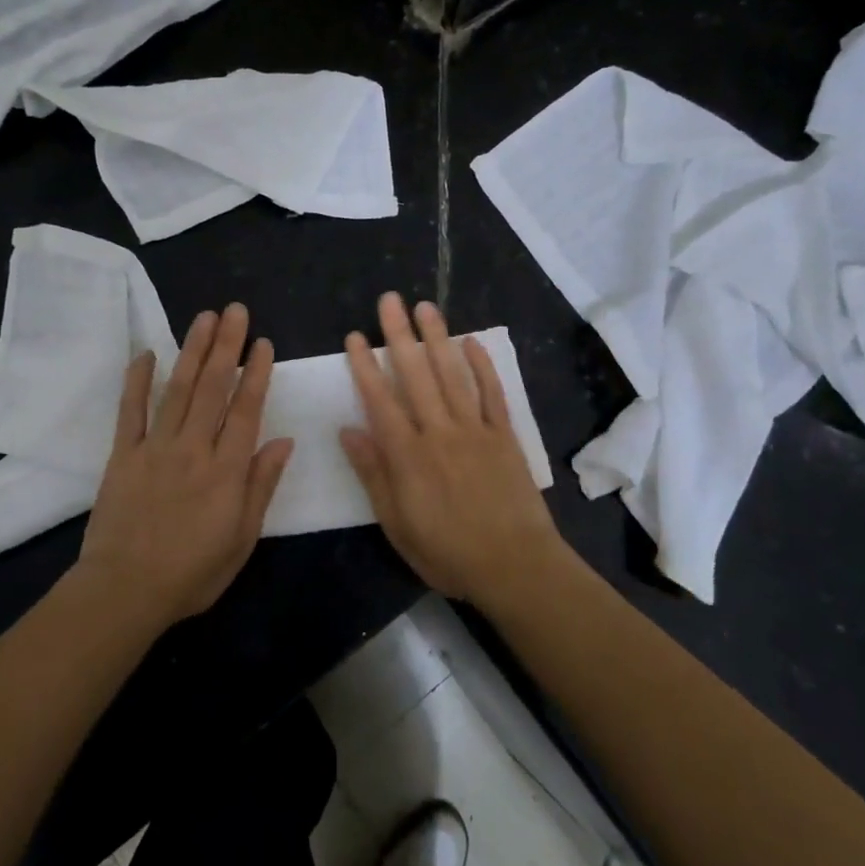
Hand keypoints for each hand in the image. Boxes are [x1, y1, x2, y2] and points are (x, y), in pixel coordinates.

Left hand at [76, 304, 293, 628]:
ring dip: (192, 350)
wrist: (125, 591)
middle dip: (226, 346)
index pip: (245, 410)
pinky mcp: (123, 455)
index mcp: (226, 470)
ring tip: (204, 318)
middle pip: (213, 388)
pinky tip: (146, 353)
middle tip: (234, 311)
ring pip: (178, 389)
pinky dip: (138, 380)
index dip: (256, 373)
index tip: (262, 342)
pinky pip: (130, 411)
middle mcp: (193, 448)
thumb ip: (261, 486)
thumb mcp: (242, 538)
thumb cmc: (192, 572)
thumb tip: (283, 442)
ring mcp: (155, 448)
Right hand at [340, 293, 565, 609]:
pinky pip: (492, 394)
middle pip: (416, 375)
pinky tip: (471, 342)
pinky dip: (482, 366)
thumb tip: (348, 430)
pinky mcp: (505, 436)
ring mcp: (475, 430)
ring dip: (437, 338)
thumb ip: (374, 474)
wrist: (516, 566)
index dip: (365, 367)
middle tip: (389, 300)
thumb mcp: (397, 524)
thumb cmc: (448, 552)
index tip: (354, 336)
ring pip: (452, 375)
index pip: (380, 401)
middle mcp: (439, 432)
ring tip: (425, 306)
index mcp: (409, 455)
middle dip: (399, 335)